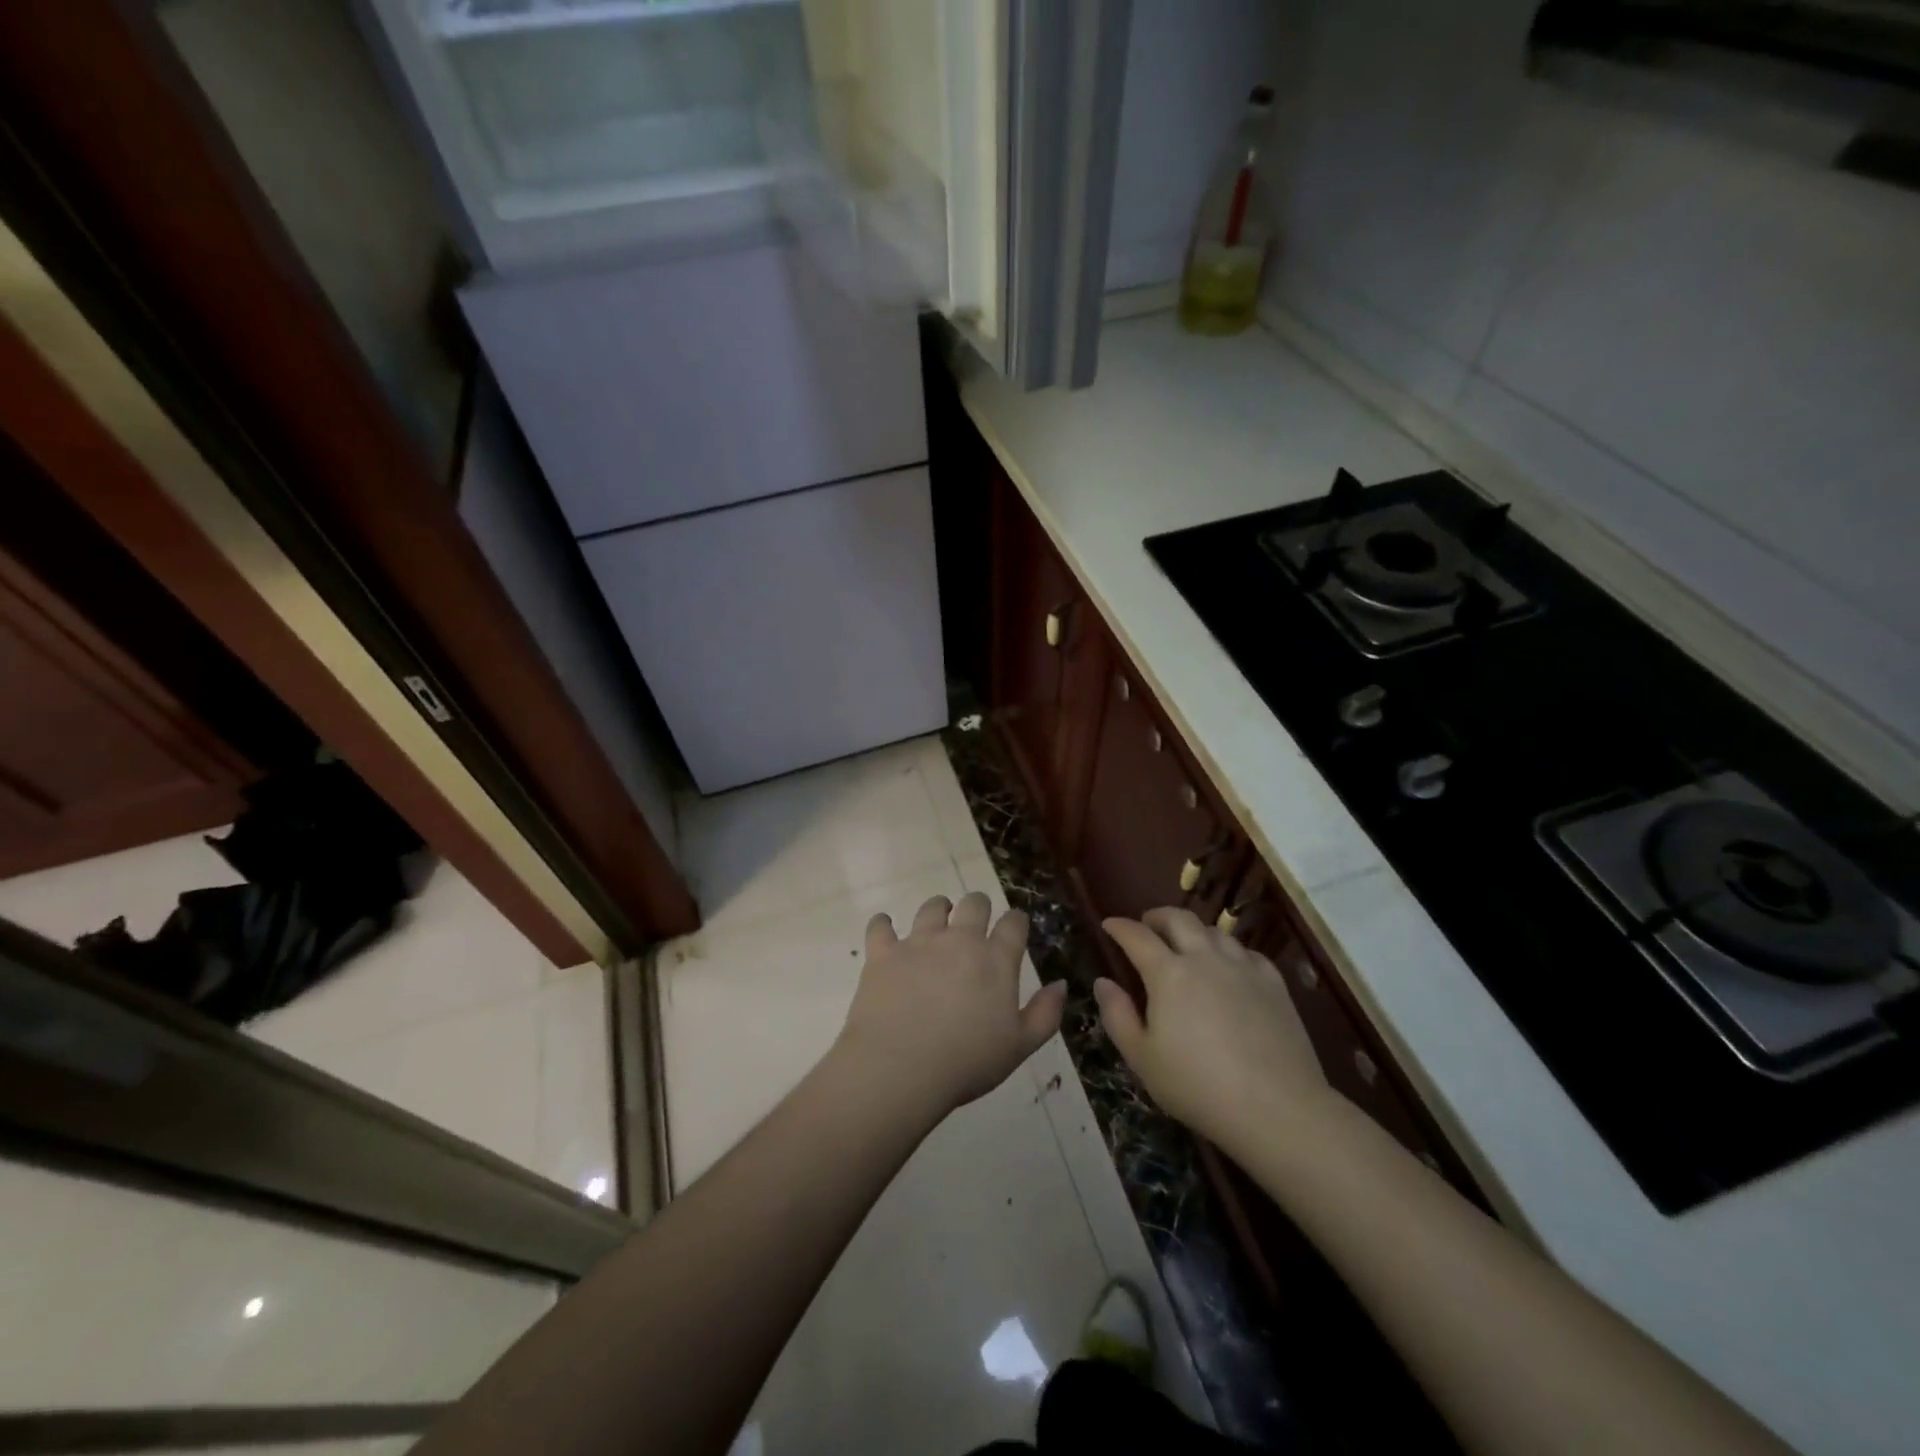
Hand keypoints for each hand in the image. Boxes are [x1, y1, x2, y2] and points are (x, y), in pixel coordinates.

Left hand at [835, 892, 1066, 1116]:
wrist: (900, 1067)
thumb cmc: (967, 1062)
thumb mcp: (1020, 1046)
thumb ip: (1045, 1013)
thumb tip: (1061, 984)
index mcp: (995, 959)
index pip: (1013, 923)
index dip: (1016, 921)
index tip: (1015, 927)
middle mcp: (959, 940)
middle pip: (974, 903)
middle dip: (978, 907)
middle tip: (975, 922)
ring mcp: (918, 942)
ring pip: (931, 907)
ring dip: (938, 909)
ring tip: (938, 921)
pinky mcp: (883, 952)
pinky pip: (881, 926)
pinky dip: (883, 926)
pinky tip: (885, 931)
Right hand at [1098, 908, 1335, 1151]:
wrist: (1277, 1108)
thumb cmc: (1198, 1086)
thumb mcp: (1142, 1059)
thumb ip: (1118, 1015)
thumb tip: (1103, 981)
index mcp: (1168, 974)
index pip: (1137, 936)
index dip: (1119, 927)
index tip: (1109, 925)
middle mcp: (1204, 958)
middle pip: (1178, 918)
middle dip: (1157, 916)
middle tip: (1147, 926)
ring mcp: (1243, 967)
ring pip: (1214, 931)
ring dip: (1193, 931)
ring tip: (1187, 946)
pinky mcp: (1273, 982)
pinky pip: (1246, 951)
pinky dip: (1228, 951)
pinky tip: (1228, 968)